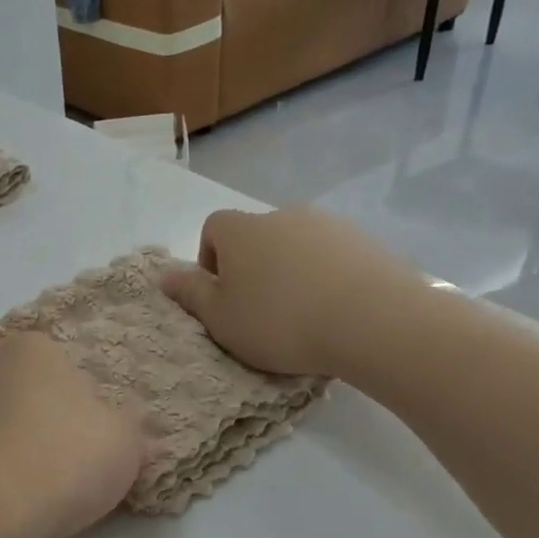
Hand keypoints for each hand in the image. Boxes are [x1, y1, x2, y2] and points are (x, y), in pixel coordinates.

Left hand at [0, 331, 143, 537]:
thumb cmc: (68, 452)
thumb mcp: (123, 440)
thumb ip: (127, 426)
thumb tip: (132, 421)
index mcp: (29, 351)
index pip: (42, 349)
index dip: (60, 376)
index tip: (83, 412)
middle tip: (29, 417)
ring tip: (27, 467)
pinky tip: (11, 491)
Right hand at [159, 207, 426, 377]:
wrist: (374, 321)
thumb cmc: (279, 321)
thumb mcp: (219, 318)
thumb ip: (189, 293)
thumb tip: (163, 274)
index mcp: (241, 230)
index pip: (213, 228)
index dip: (211, 260)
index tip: (222, 296)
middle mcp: (283, 216)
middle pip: (257, 236)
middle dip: (253, 268)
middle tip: (260, 311)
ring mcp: (330, 226)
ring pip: (297, 246)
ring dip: (291, 272)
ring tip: (301, 315)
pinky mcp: (368, 243)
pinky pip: (334, 257)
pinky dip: (327, 277)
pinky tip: (335, 311)